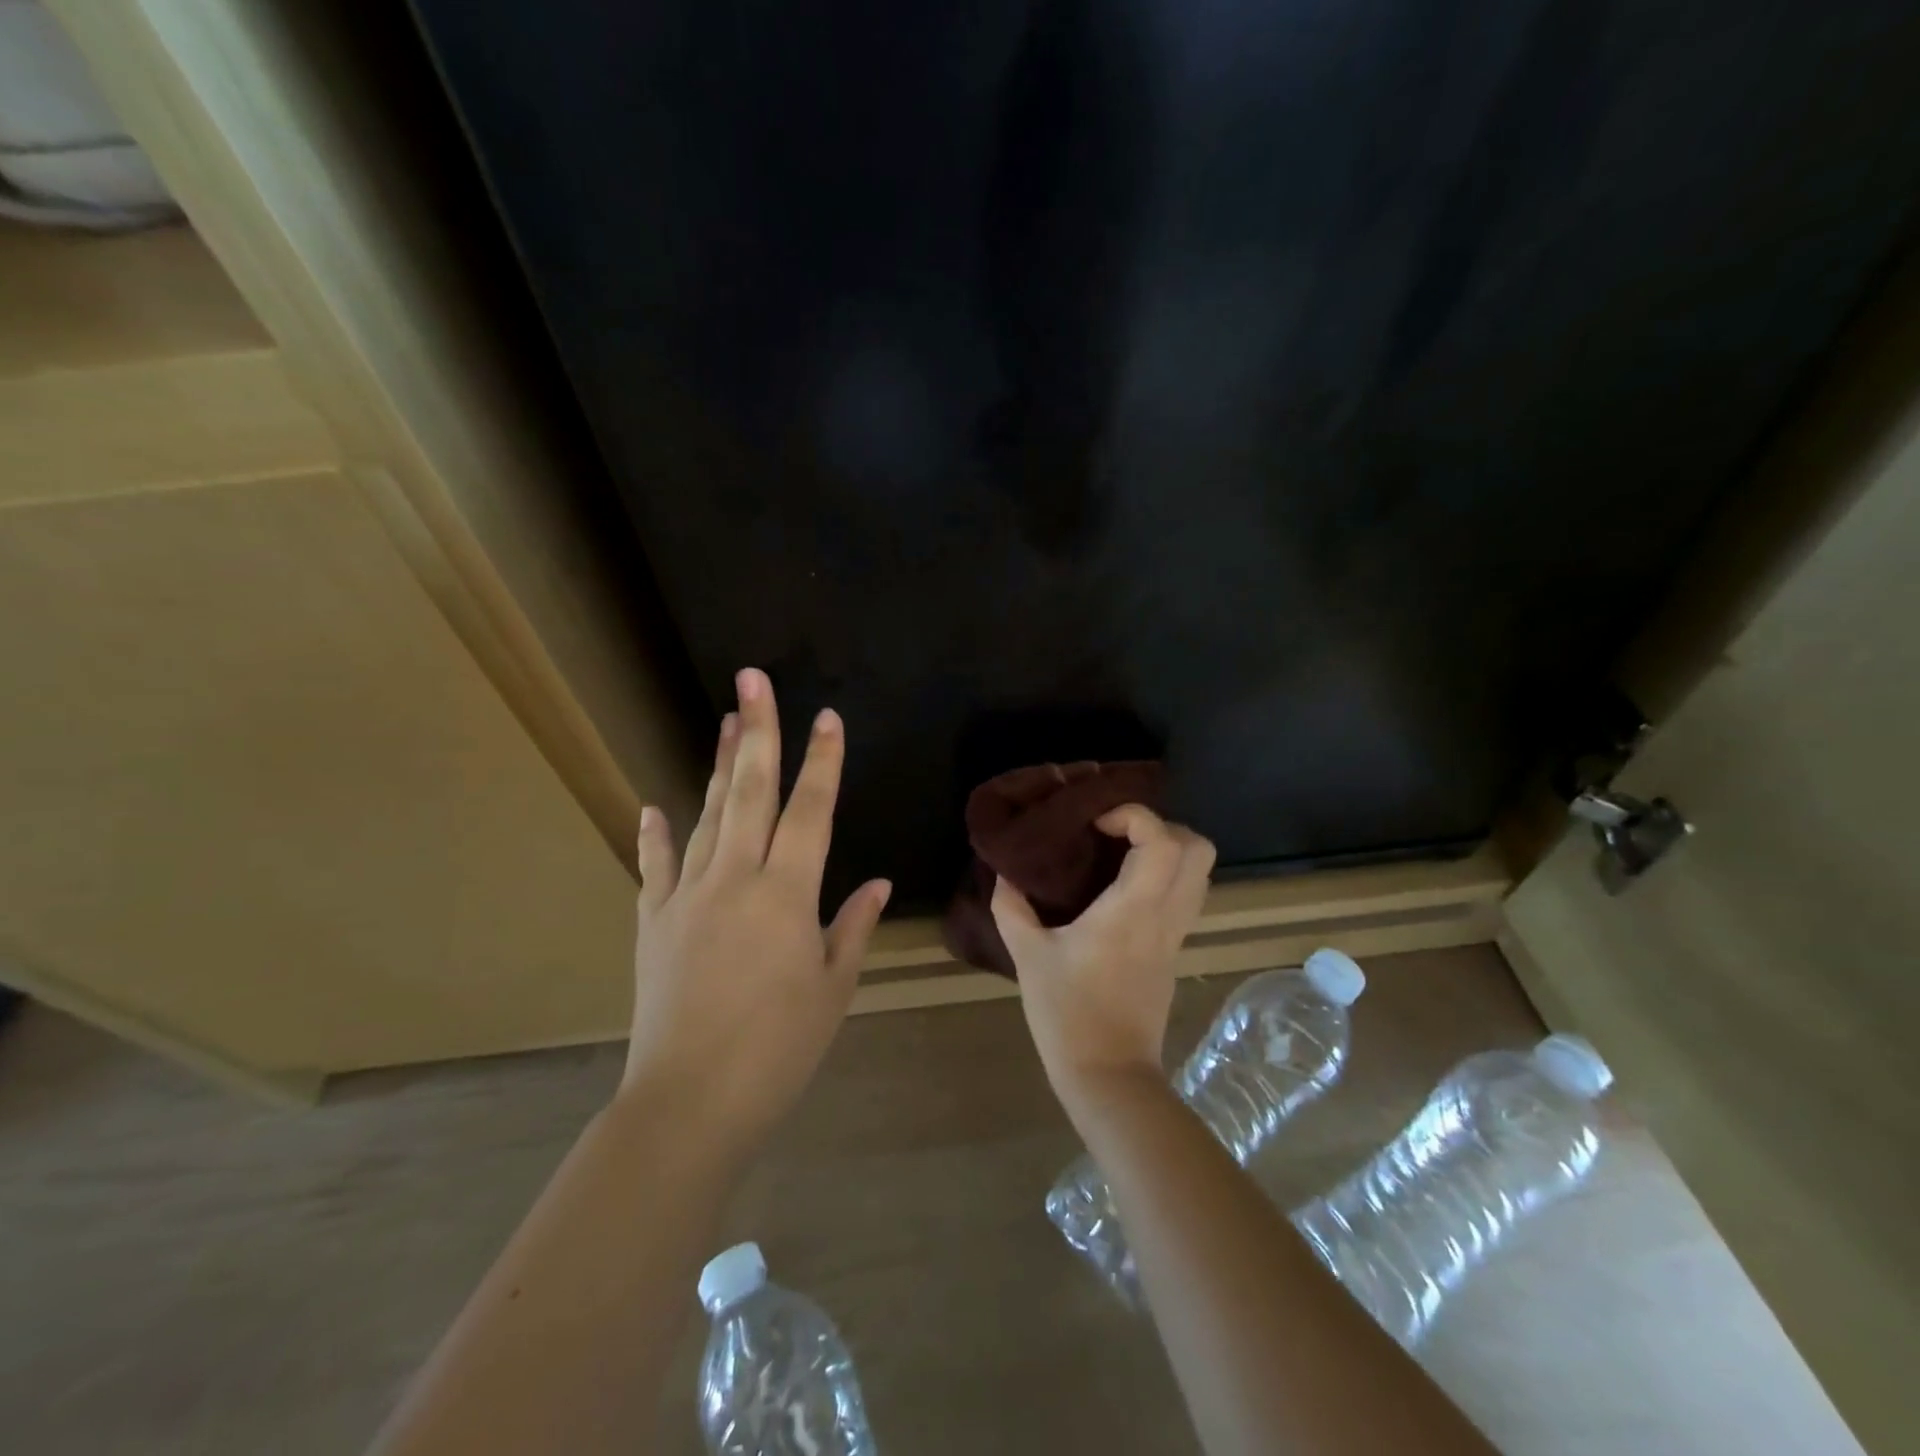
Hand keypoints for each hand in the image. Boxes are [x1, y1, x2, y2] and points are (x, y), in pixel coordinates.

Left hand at [620, 667, 890, 1156]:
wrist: (690, 1101)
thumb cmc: (778, 1048)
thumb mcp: (833, 988)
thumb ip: (852, 926)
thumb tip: (877, 884)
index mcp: (786, 893)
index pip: (811, 811)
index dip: (823, 760)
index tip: (827, 716)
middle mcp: (735, 879)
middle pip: (749, 791)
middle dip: (756, 731)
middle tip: (753, 679)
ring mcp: (687, 896)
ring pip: (705, 816)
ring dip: (716, 766)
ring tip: (724, 722)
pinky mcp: (653, 922)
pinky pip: (655, 869)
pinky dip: (655, 836)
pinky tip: (653, 807)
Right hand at [994, 804, 1215, 1110]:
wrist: (1108, 1075)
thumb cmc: (1068, 1014)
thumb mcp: (1029, 956)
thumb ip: (1012, 908)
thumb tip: (1005, 873)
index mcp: (1133, 910)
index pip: (1162, 840)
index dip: (1134, 815)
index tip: (1095, 823)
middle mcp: (1165, 915)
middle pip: (1199, 849)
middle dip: (1162, 826)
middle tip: (1116, 833)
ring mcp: (1176, 934)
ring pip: (1200, 873)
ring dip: (1168, 850)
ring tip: (1121, 855)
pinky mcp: (1174, 951)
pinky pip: (1187, 896)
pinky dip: (1166, 876)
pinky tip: (1124, 888)